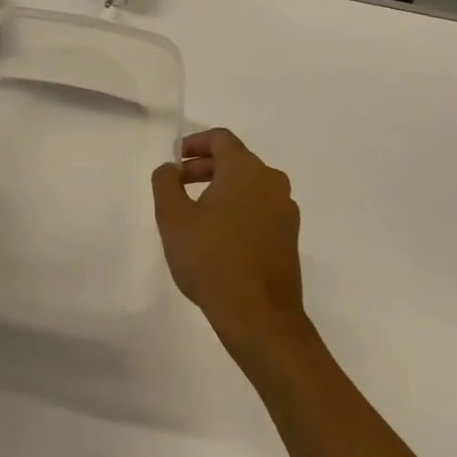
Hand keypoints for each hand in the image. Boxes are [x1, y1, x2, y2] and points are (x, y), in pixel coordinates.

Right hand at [151, 128, 304, 354]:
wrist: (259, 317)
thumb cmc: (211, 260)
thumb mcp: (173, 218)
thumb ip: (166, 183)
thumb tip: (171, 168)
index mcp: (246, 170)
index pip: (220, 139)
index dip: (194, 143)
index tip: (175, 160)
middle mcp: (272, 182)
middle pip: (235, 160)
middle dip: (204, 167)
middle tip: (178, 185)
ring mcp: (285, 210)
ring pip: (249, 185)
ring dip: (221, 188)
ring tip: (195, 212)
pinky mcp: (289, 235)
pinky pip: (260, 207)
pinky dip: (238, 208)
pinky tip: (218, 235)